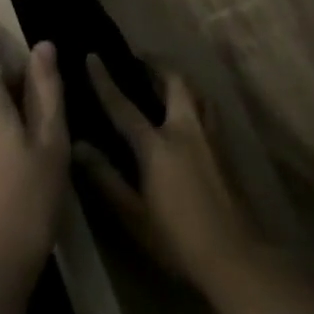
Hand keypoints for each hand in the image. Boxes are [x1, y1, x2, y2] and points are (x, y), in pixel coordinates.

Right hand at [76, 57, 261, 294]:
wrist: (236, 256)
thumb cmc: (177, 239)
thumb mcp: (133, 215)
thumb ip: (106, 178)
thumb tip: (77, 146)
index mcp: (158, 146)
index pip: (124, 106)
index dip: (105, 81)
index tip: (93, 56)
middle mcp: (187, 131)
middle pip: (174, 82)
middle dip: (156, 65)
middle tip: (140, 60)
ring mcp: (211, 138)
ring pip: (197, 93)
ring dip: (179, 80)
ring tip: (164, 81)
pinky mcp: (226, 149)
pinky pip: (208, 110)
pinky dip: (194, 100)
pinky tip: (188, 114)